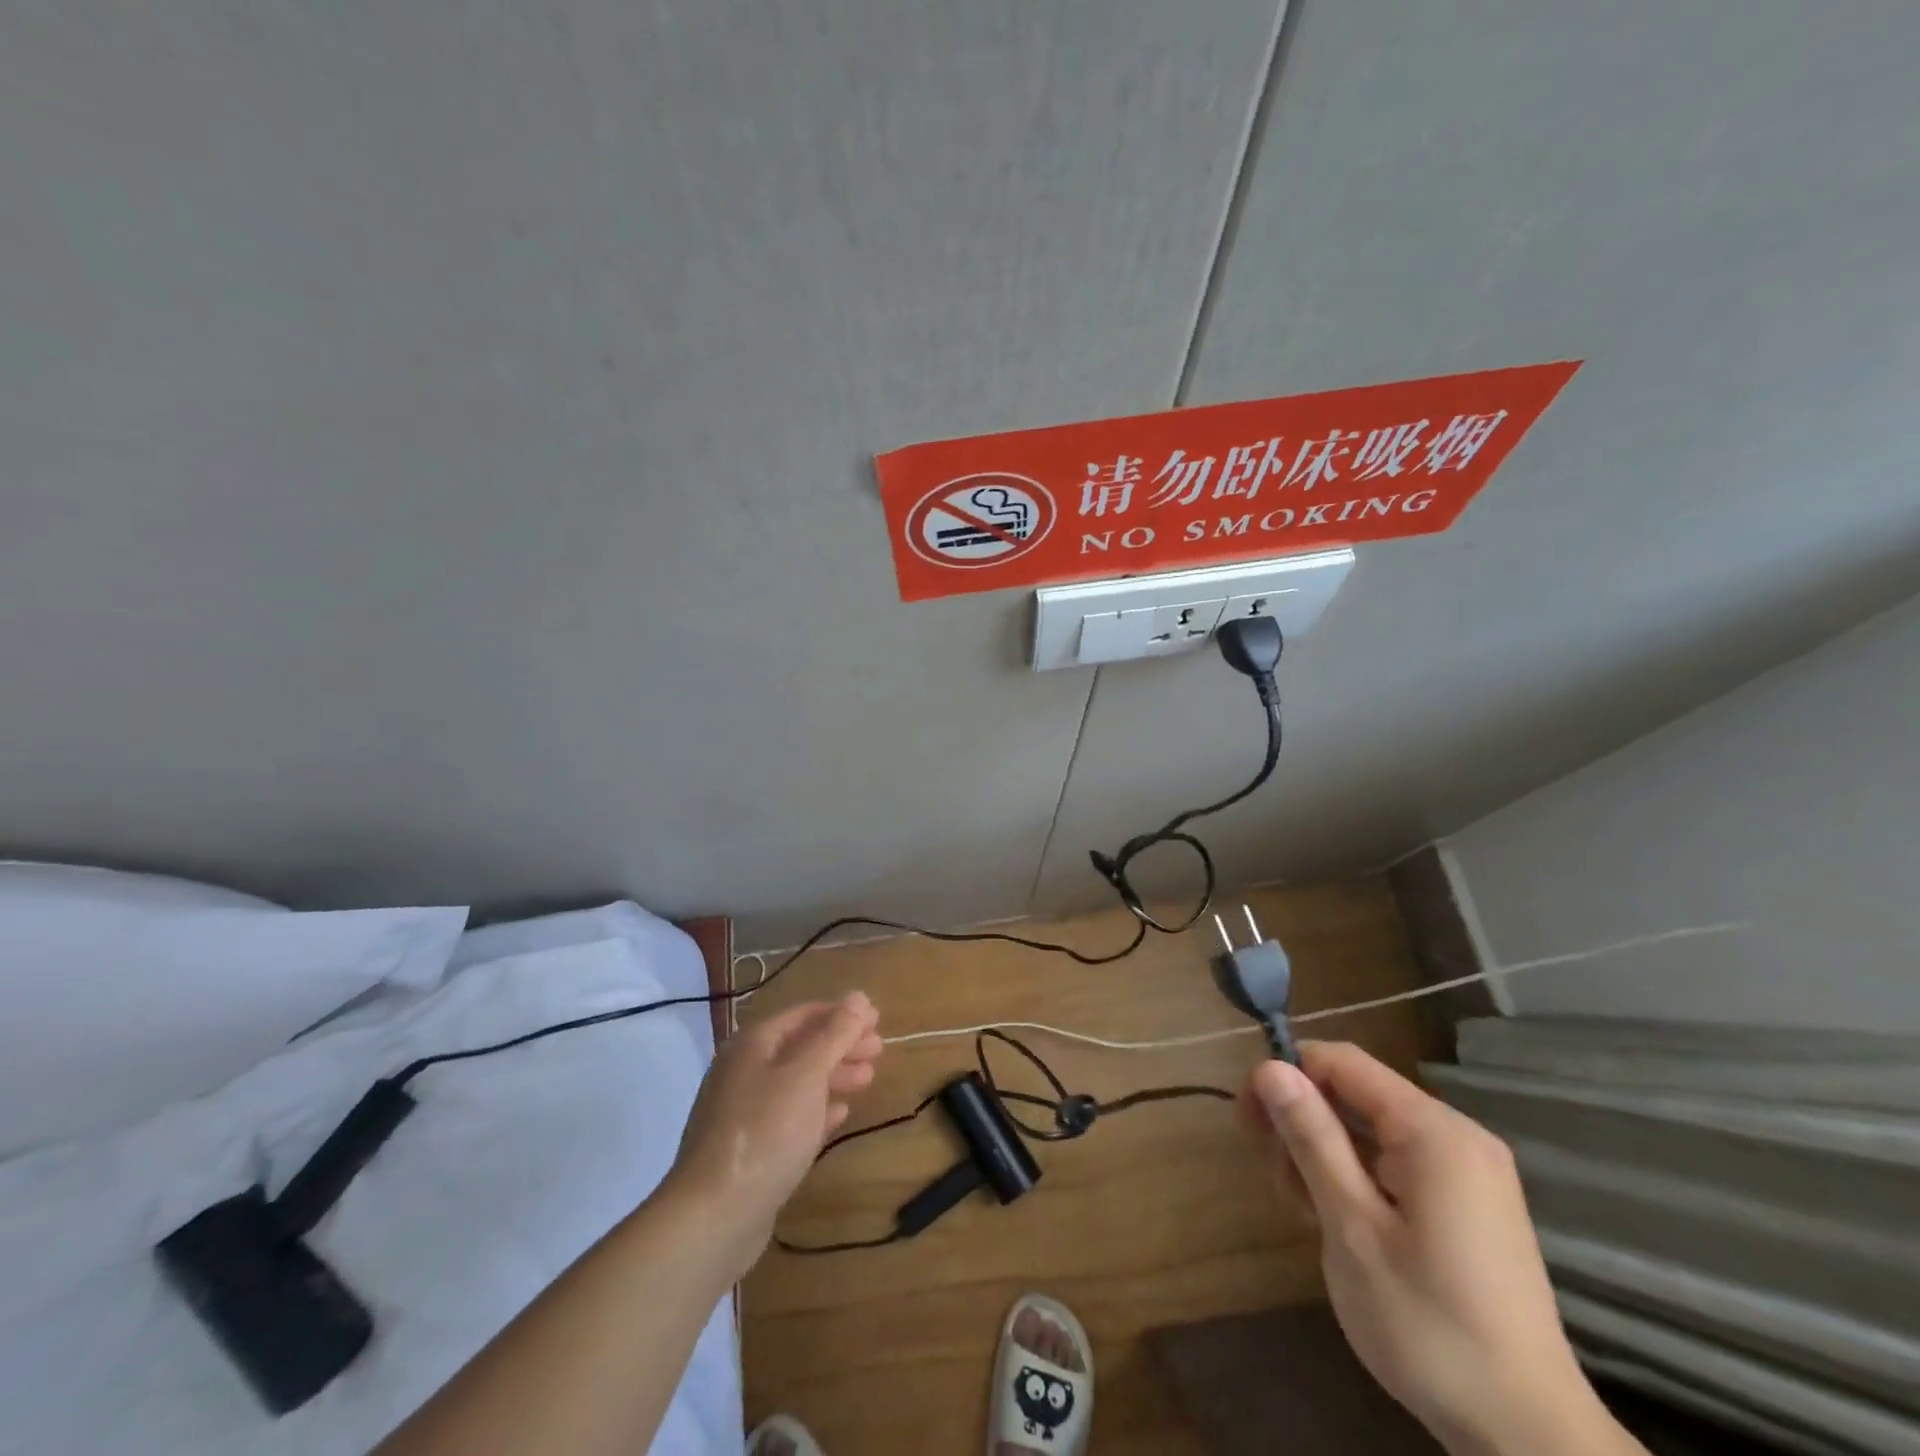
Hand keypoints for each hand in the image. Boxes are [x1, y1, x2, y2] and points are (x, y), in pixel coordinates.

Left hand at [663, 992, 881, 1279]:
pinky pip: (789, 1115)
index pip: (804, 1014)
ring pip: (797, 1081)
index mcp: (753, 1044)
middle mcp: (744, 1070)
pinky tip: (840, 1113)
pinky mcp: (749, 1148)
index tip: (877, 1019)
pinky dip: (817, 1108)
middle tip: (879, 1049)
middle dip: (841, 1044)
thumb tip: (858, 996)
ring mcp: (743, 1110)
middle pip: (801, 1046)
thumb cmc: (766, 1132)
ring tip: (868, 1079)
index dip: (842, 1013)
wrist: (713, 1217)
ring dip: (834, 1075)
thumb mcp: (807, 1075)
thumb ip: (835, 1034)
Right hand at [1242, 1042, 1637, 1455]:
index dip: (1286, 1075)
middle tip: (1275, 1177)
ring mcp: (1468, 1171)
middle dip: (1304, 1122)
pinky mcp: (1469, 1203)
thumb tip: (1270, 1066)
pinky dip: (1357, 1176)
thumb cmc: (1429, 1326)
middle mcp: (1456, 1136)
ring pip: (1371, 1128)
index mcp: (1433, 1131)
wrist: (1530, 1440)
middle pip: (1355, 1092)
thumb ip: (1311, 1137)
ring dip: (1325, 1153)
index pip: (1341, 1062)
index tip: (1247, 1119)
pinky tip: (1338, 1220)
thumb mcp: (1352, 1227)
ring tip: (1304, 1209)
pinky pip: (1396, 1160)